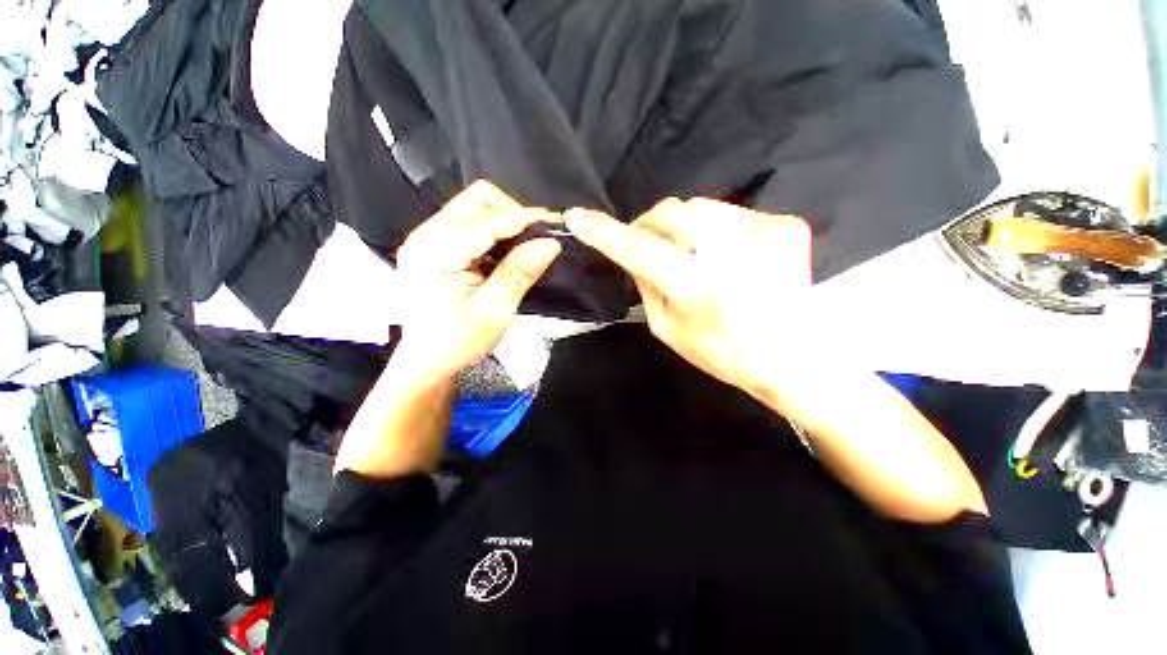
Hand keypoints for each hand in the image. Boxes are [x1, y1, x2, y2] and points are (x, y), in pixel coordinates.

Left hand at [394, 180, 561, 381]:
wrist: (427, 359)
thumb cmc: (457, 342)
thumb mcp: (494, 311)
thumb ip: (519, 273)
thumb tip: (550, 243)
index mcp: (435, 253)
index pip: (487, 221)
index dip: (524, 218)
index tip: (555, 223)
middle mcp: (426, 235)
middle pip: (477, 200)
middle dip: (513, 213)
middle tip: (537, 239)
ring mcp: (428, 237)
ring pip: (475, 206)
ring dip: (505, 221)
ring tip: (524, 246)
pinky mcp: (435, 243)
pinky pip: (470, 221)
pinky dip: (495, 230)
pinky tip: (506, 251)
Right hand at [565, 197, 814, 397]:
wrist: (793, 357)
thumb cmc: (722, 353)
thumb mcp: (668, 328)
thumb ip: (646, 285)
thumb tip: (634, 252)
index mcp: (699, 288)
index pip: (640, 250)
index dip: (605, 233)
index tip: (578, 218)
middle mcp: (732, 253)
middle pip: (670, 212)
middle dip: (647, 223)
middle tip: (645, 243)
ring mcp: (764, 232)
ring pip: (698, 206)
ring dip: (681, 226)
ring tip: (690, 253)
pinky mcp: (785, 225)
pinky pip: (729, 213)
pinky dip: (713, 229)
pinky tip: (723, 254)